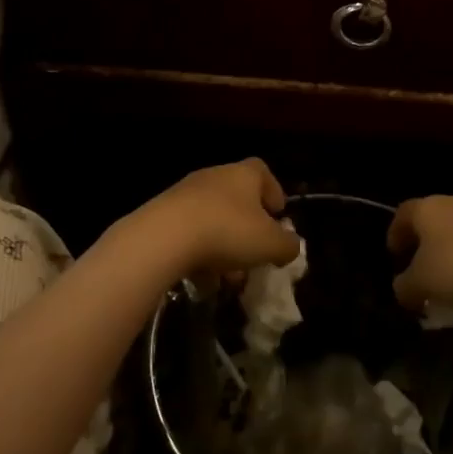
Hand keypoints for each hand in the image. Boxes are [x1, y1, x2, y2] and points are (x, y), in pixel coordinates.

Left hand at [125, 159, 299, 280]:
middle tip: (254, 256)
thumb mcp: (270, 244)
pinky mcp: (162, 215)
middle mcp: (214, 177)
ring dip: (223, 247)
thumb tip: (290, 245)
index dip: (274, 193)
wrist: (163, 238)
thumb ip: (287, 245)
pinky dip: (198, 255)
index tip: (278, 216)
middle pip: (237, 200)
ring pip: (213, 221)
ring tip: (227, 278)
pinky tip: (202, 280)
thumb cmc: (227, 232)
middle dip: (247, 230)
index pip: (263, 172)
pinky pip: (189, 235)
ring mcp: (184, 194)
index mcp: (243, 174)